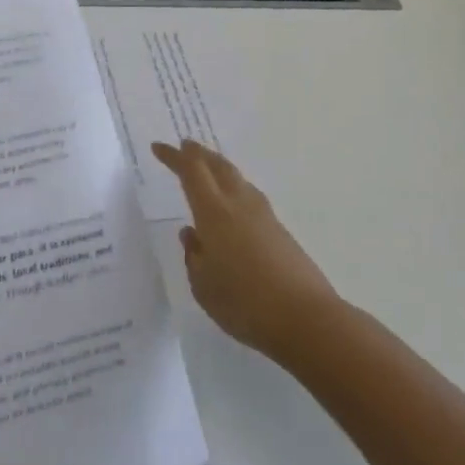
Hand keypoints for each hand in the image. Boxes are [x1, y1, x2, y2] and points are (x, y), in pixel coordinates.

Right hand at [151, 139, 340, 363]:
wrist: (306, 318)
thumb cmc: (244, 303)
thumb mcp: (204, 286)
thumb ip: (194, 256)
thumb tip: (191, 234)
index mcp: (214, 213)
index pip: (191, 172)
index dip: (174, 157)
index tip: (158, 147)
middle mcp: (239, 205)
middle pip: (218, 166)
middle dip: (199, 154)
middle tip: (185, 146)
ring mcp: (264, 216)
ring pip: (237, 179)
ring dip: (219, 168)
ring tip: (208, 170)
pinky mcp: (279, 231)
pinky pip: (250, 197)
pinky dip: (235, 189)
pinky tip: (232, 205)